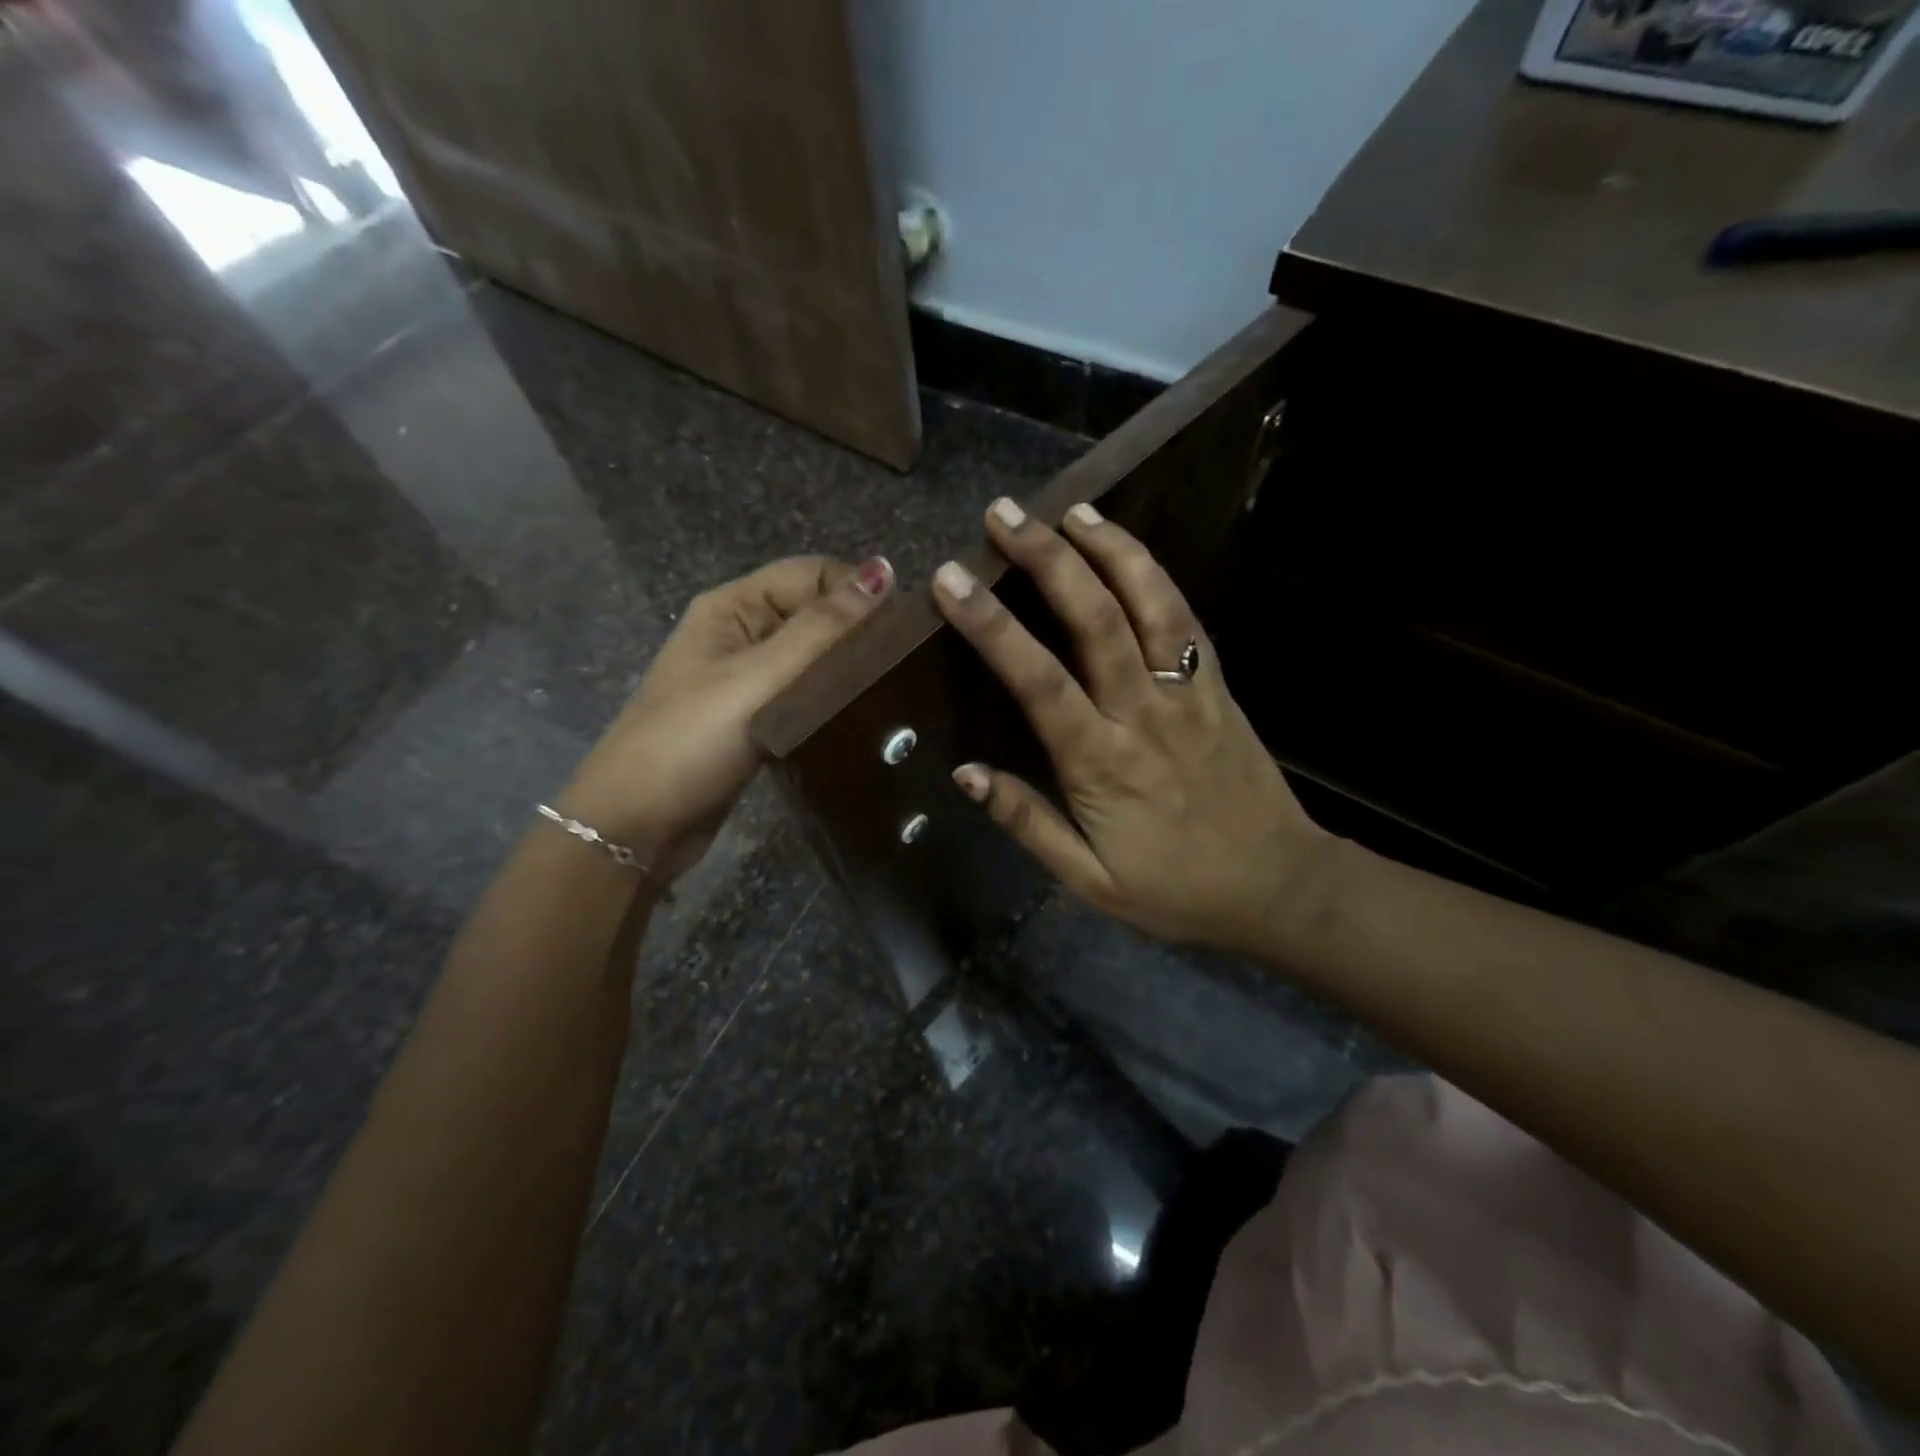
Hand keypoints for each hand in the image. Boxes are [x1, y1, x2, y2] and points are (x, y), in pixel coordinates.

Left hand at [558, 555, 892, 879]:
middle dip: (856, 632)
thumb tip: (883, 570)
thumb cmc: (693, 741)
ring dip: (845, 670)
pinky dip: (828, 702)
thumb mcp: (760, 678)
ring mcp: (743, 681)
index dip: (858, 591)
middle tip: (905, 667)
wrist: (636, 825)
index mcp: (733, 607)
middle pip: (812, 614)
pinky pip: (800, 696)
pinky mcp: (752, 721)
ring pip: (809, 659)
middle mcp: (739, 635)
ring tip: (892, 693)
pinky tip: (860, 719)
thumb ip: (822, 628)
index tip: (904, 631)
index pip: (812, 574)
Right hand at [932, 500, 1326, 955]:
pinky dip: (1157, 578)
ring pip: (1150, 605)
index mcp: (1102, 763)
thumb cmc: (1176, 890)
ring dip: (1111, 550)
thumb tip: (966, 773)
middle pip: (1094, 619)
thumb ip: (1027, 823)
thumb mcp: (1090, 880)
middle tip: (1005, 515)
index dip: (992, 625)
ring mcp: (1188, 694)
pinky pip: (1188, 621)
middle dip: (1046, 559)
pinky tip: (1131, 552)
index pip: (1038, 679)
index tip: (952, 579)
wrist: (1278, 887)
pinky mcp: (1218, 689)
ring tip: (1073, 509)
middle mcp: (1144, 713)